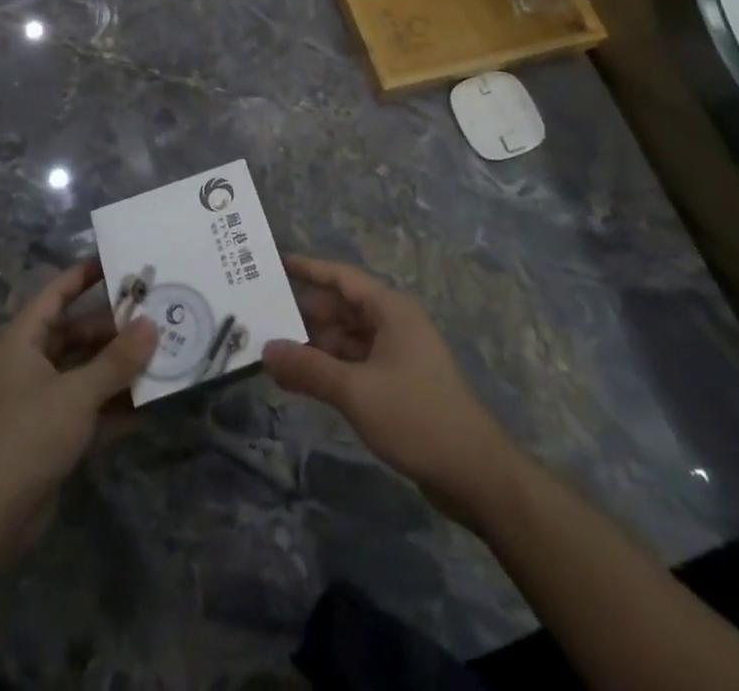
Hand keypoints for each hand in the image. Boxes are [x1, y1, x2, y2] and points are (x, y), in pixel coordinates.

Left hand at [0, 259, 156, 560]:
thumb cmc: (27, 437)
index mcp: (24, 340)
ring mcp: (42, 400)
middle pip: (77, 332)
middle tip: (156, 314)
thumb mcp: (77, 393)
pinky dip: (115, 401)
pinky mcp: (53, 434)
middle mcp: (31, 363)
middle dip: (115, 326)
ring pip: (86, 369)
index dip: (85, 275)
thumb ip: (117, 360)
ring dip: (119, 365)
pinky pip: (90, 404)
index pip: (57, 294)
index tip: (121, 262)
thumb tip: (152, 325)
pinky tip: (150, 399)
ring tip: (162, 351)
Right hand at [263, 256, 521, 523]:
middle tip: (263, 320)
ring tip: (275, 353)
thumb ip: (309, 369)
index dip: (309, 269)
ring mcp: (398, 354)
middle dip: (306, 313)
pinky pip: (357, 363)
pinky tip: (306, 381)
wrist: (475, 474)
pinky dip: (332, 367)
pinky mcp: (399, 384)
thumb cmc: (417, 417)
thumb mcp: (356, 391)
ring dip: (317, 344)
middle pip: (343, 308)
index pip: (342, 277)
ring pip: (348, 338)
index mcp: (391, 310)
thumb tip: (267, 350)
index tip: (276, 264)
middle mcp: (395, 324)